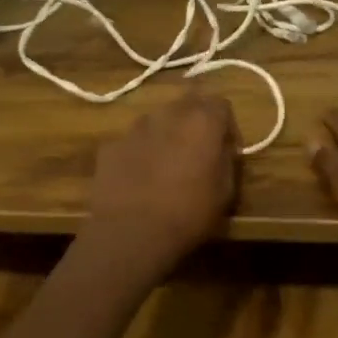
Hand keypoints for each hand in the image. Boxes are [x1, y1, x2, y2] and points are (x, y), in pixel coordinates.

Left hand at [84, 91, 238, 275]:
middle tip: (198, 152)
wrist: (130, 234)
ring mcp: (134, 129)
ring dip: (166, 135)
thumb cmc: (188, 214)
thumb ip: (226, 160)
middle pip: (186, 104)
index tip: (227, 149)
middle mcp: (167, 115)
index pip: (221, 104)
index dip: (227, 126)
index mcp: (201, 122)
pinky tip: (139, 180)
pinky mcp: (110, 147)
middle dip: (195, 122)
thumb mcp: (225, 192)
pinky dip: (139, 153)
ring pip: (156, 121)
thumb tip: (222, 148)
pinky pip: (132, 143)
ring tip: (166, 167)